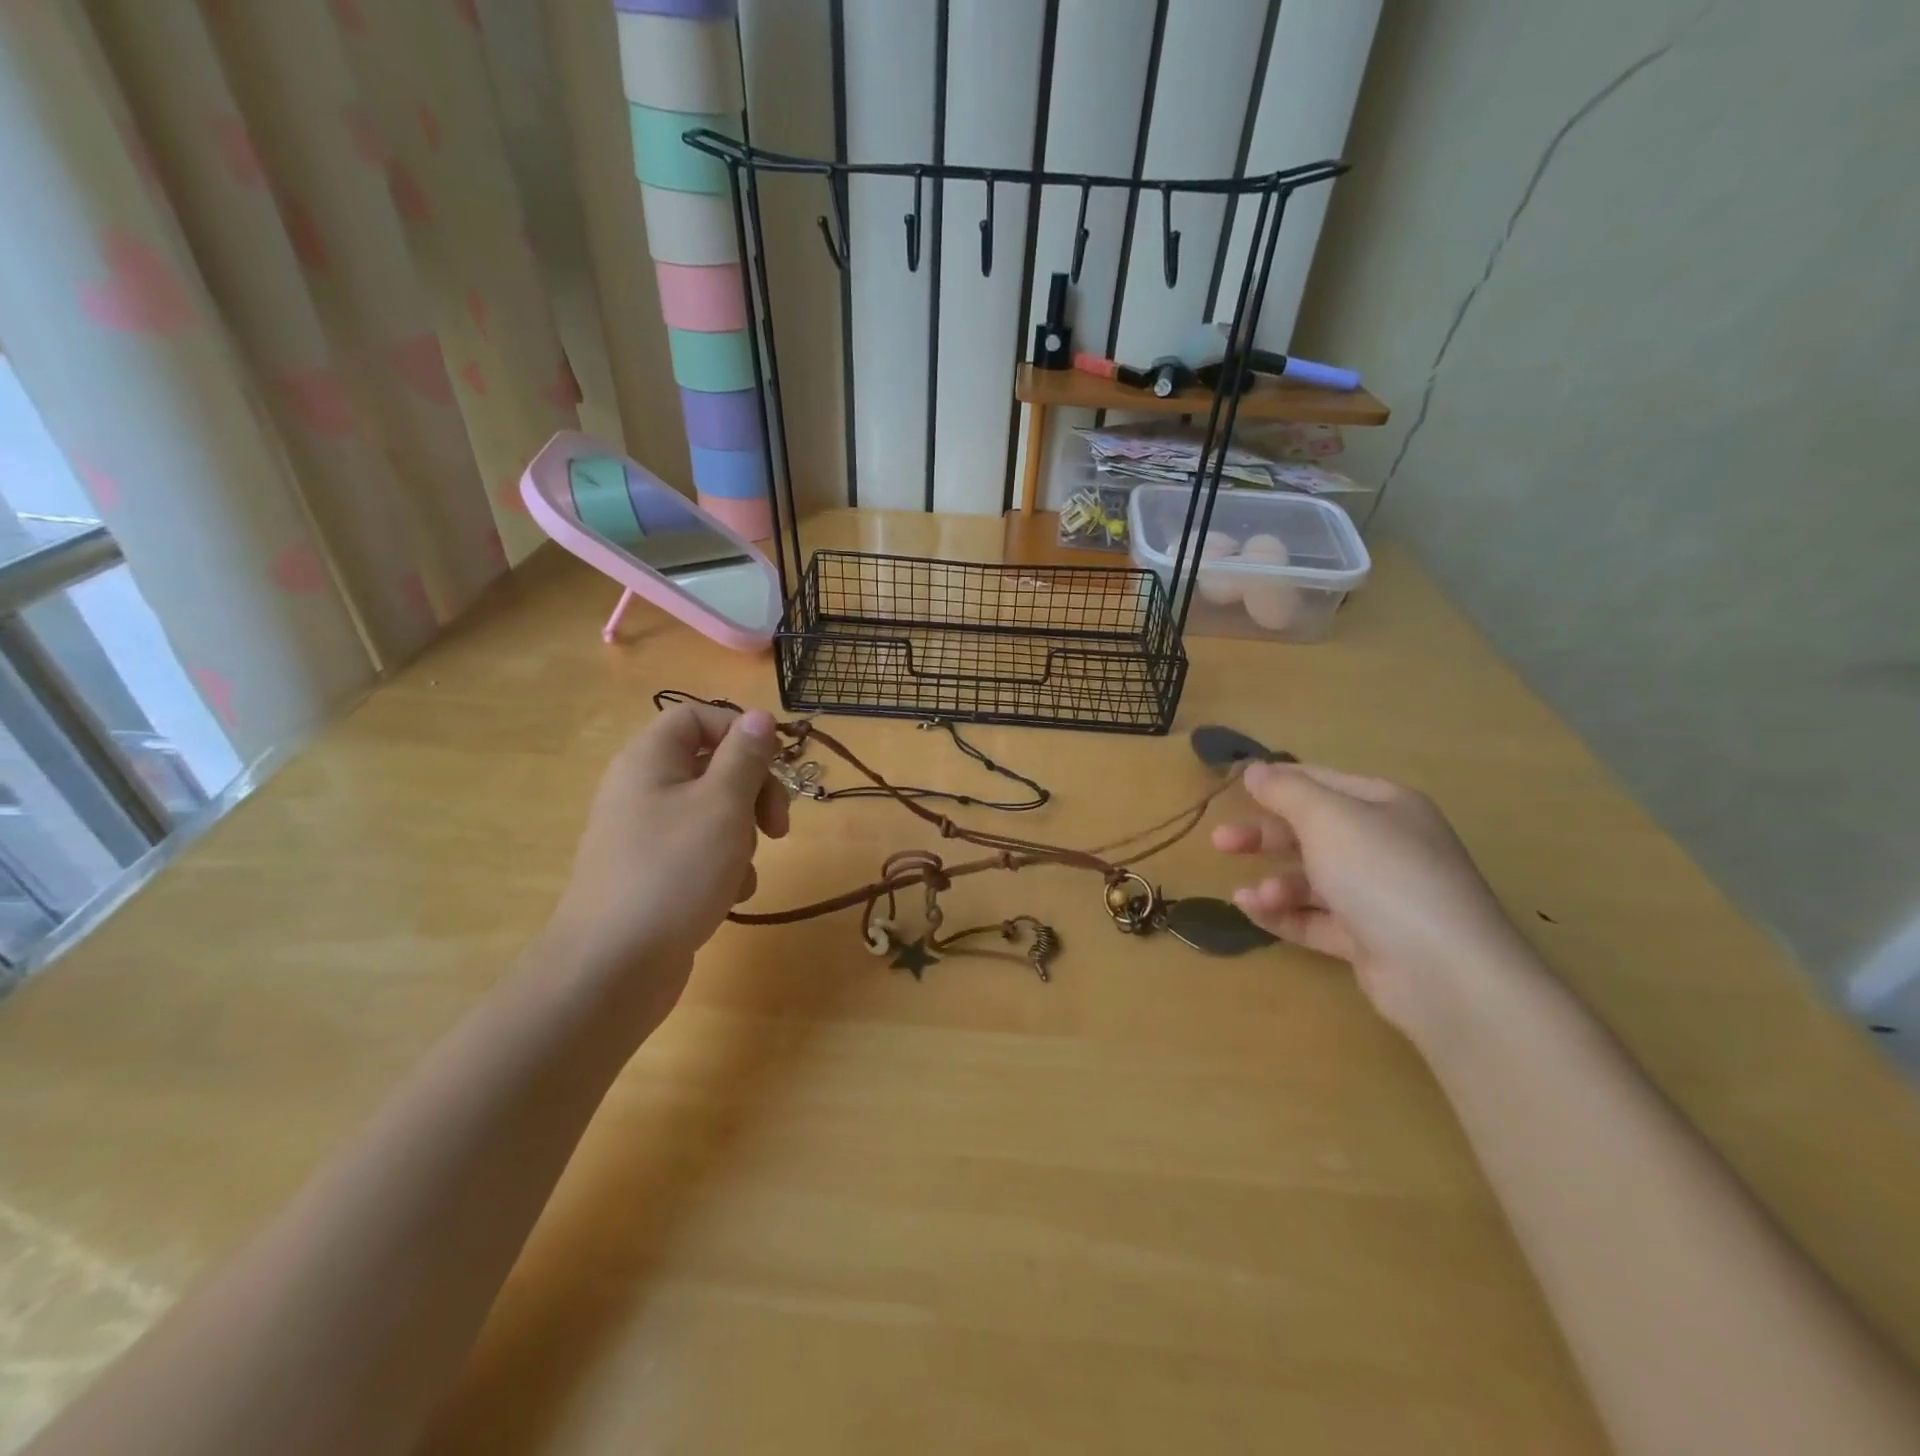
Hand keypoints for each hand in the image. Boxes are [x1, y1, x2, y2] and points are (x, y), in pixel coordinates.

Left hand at [543, 703, 788, 1020]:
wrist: (613, 967)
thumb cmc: (674, 871)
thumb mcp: (723, 804)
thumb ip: (745, 756)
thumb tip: (759, 716)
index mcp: (650, 760)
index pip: (698, 716)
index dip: (741, 731)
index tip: (777, 763)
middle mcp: (643, 789)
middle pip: (712, 765)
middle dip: (754, 792)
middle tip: (777, 825)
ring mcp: (646, 834)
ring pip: (714, 812)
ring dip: (743, 835)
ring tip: (743, 868)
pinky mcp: (653, 872)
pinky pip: (700, 851)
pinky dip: (724, 867)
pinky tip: (730, 895)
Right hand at [1212, 762, 1537, 1033]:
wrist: (1444, 972)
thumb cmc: (1382, 873)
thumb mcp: (1327, 818)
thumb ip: (1286, 791)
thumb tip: (1255, 769)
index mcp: (1385, 806)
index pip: (1322, 782)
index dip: (1277, 782)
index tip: (1233, 789)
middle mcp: (1386, 846)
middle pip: (1313, 832)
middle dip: (1265, 835)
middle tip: (1221, 842)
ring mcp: (1380, 896)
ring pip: (1313, 879)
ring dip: (1275, 883)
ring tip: (1249, 897)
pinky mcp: (1370, 940)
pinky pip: (1317, 919)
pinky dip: (1284, 914)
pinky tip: (1253, 912)